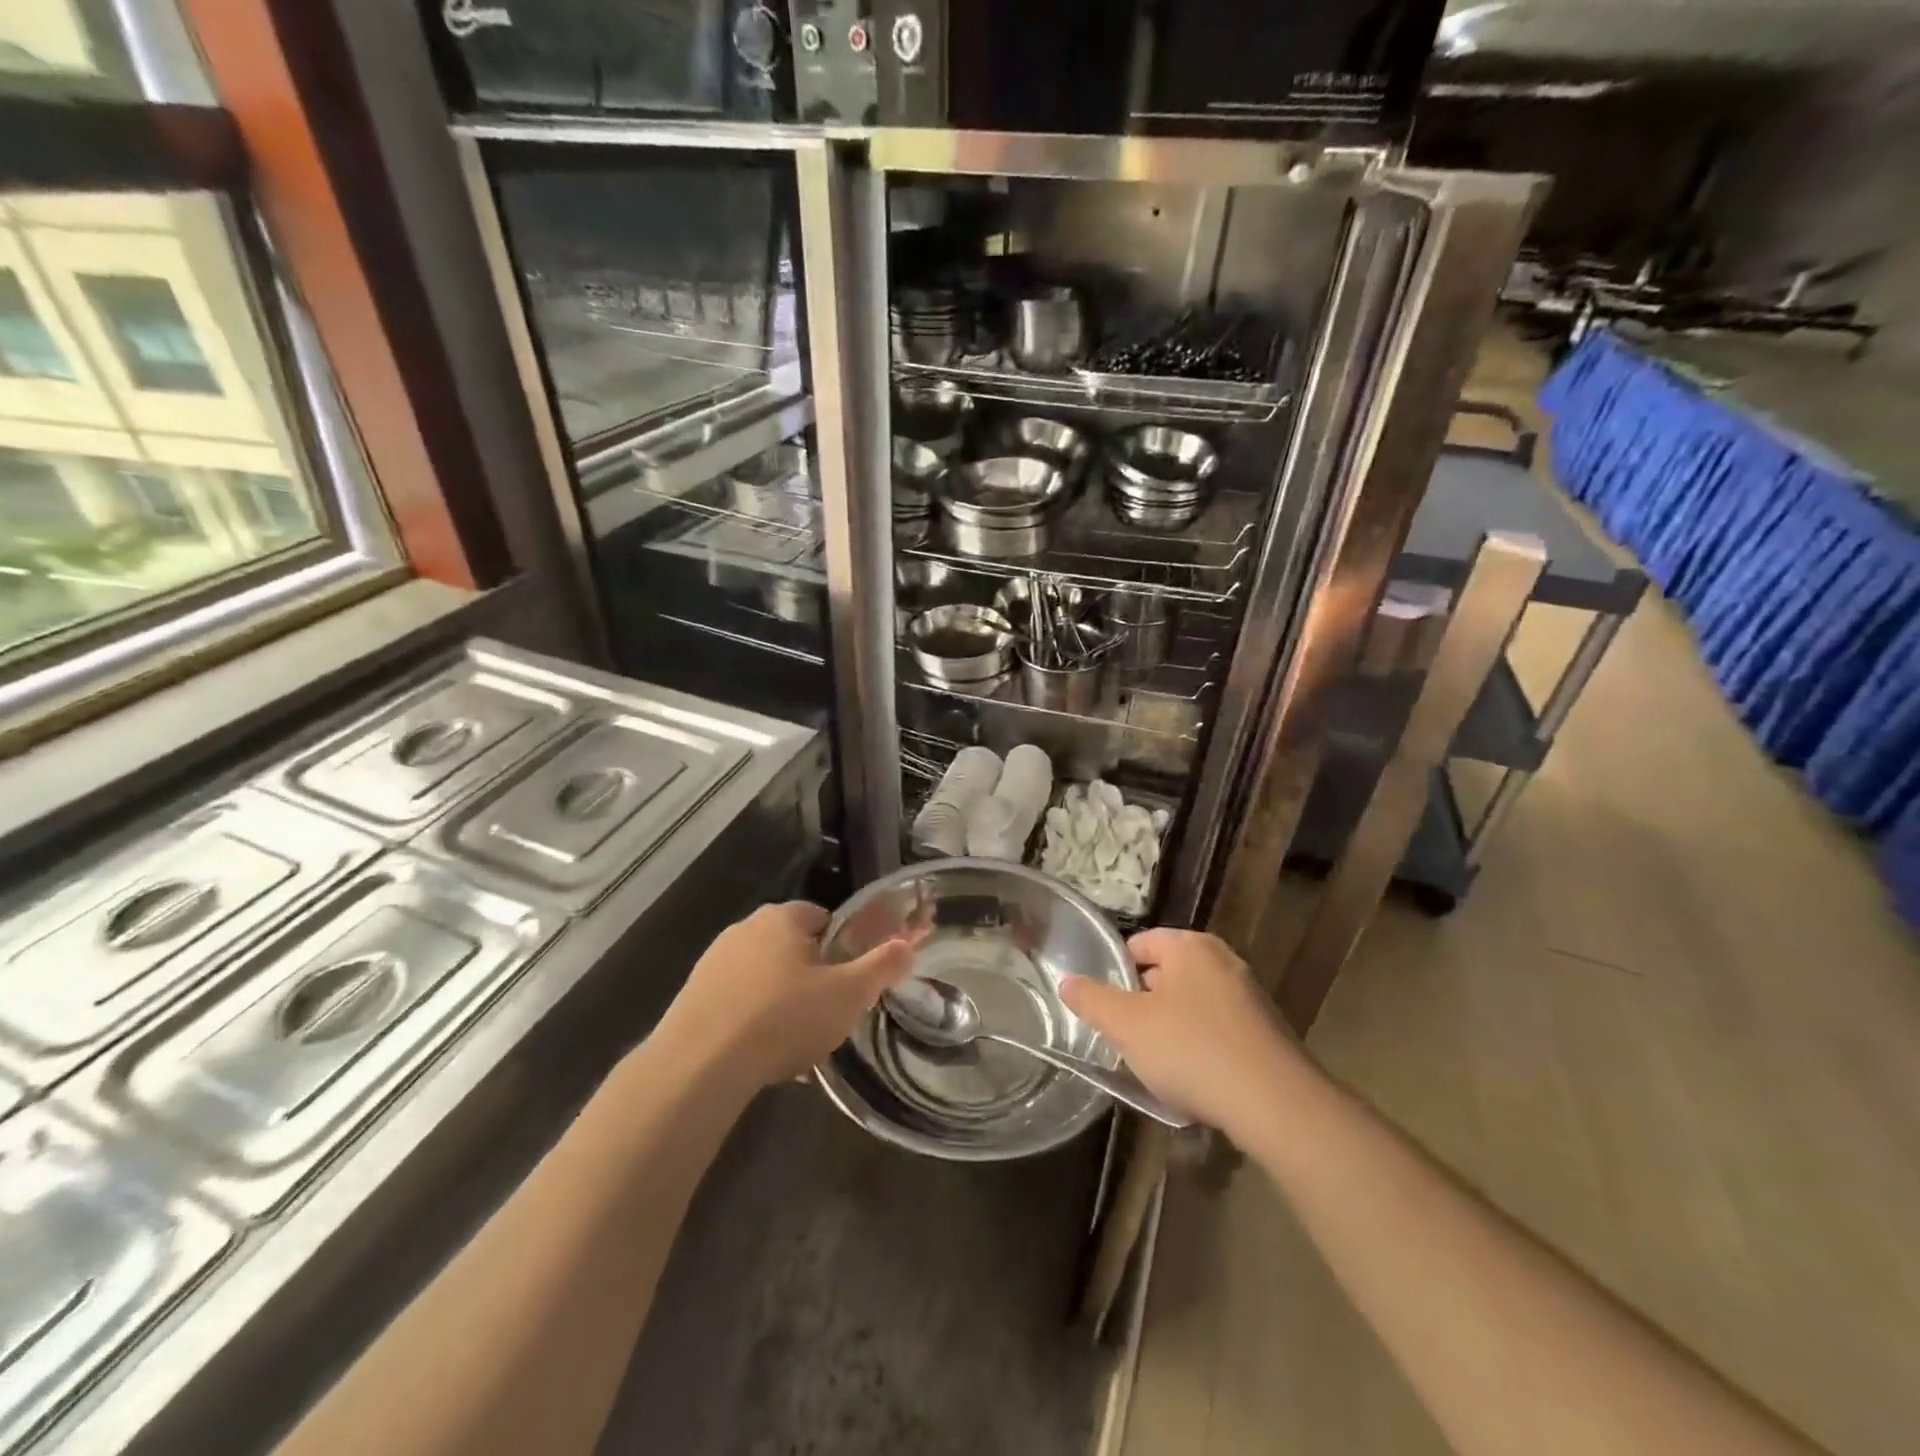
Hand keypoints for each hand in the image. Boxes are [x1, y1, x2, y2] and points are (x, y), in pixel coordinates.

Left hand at [658, 901, 912, 1088]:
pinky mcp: (691, 997)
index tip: (849, 982)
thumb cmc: (784, 1018)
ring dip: (781, 1002)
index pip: (823, 918)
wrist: (700, 1066)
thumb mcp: (849, 994)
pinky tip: (761, 1056)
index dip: (842, 948)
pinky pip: (736, 1003)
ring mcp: (712, 963)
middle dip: (811, 977)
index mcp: (782, 918)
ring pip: (763, 978)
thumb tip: (909, 943)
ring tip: (795, 1044)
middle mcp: (744, 929)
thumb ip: (882, 966)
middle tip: (827, 1014)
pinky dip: (752, 1022)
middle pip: (792, 948)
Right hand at [1060, 928, 1308, 1137]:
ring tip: (1157, 1065)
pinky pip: (1219, 1032)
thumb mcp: (1126, 1024)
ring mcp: (1250, 997)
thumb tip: (1067, 981)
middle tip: (1125, 1037)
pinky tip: (1194, 1082)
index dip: (1115, 972)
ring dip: (1171, 1029)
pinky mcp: (1267, 1034)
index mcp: (1189, 946)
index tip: (1104, 1007)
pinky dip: (1201, 1049)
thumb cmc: (1192, 1050)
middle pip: (1166, 974)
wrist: (1276, 1104)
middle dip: (1143, 1004)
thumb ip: (1092, 999)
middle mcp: (1223, 960)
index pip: (1140, 944)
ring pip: (1192, 1006)